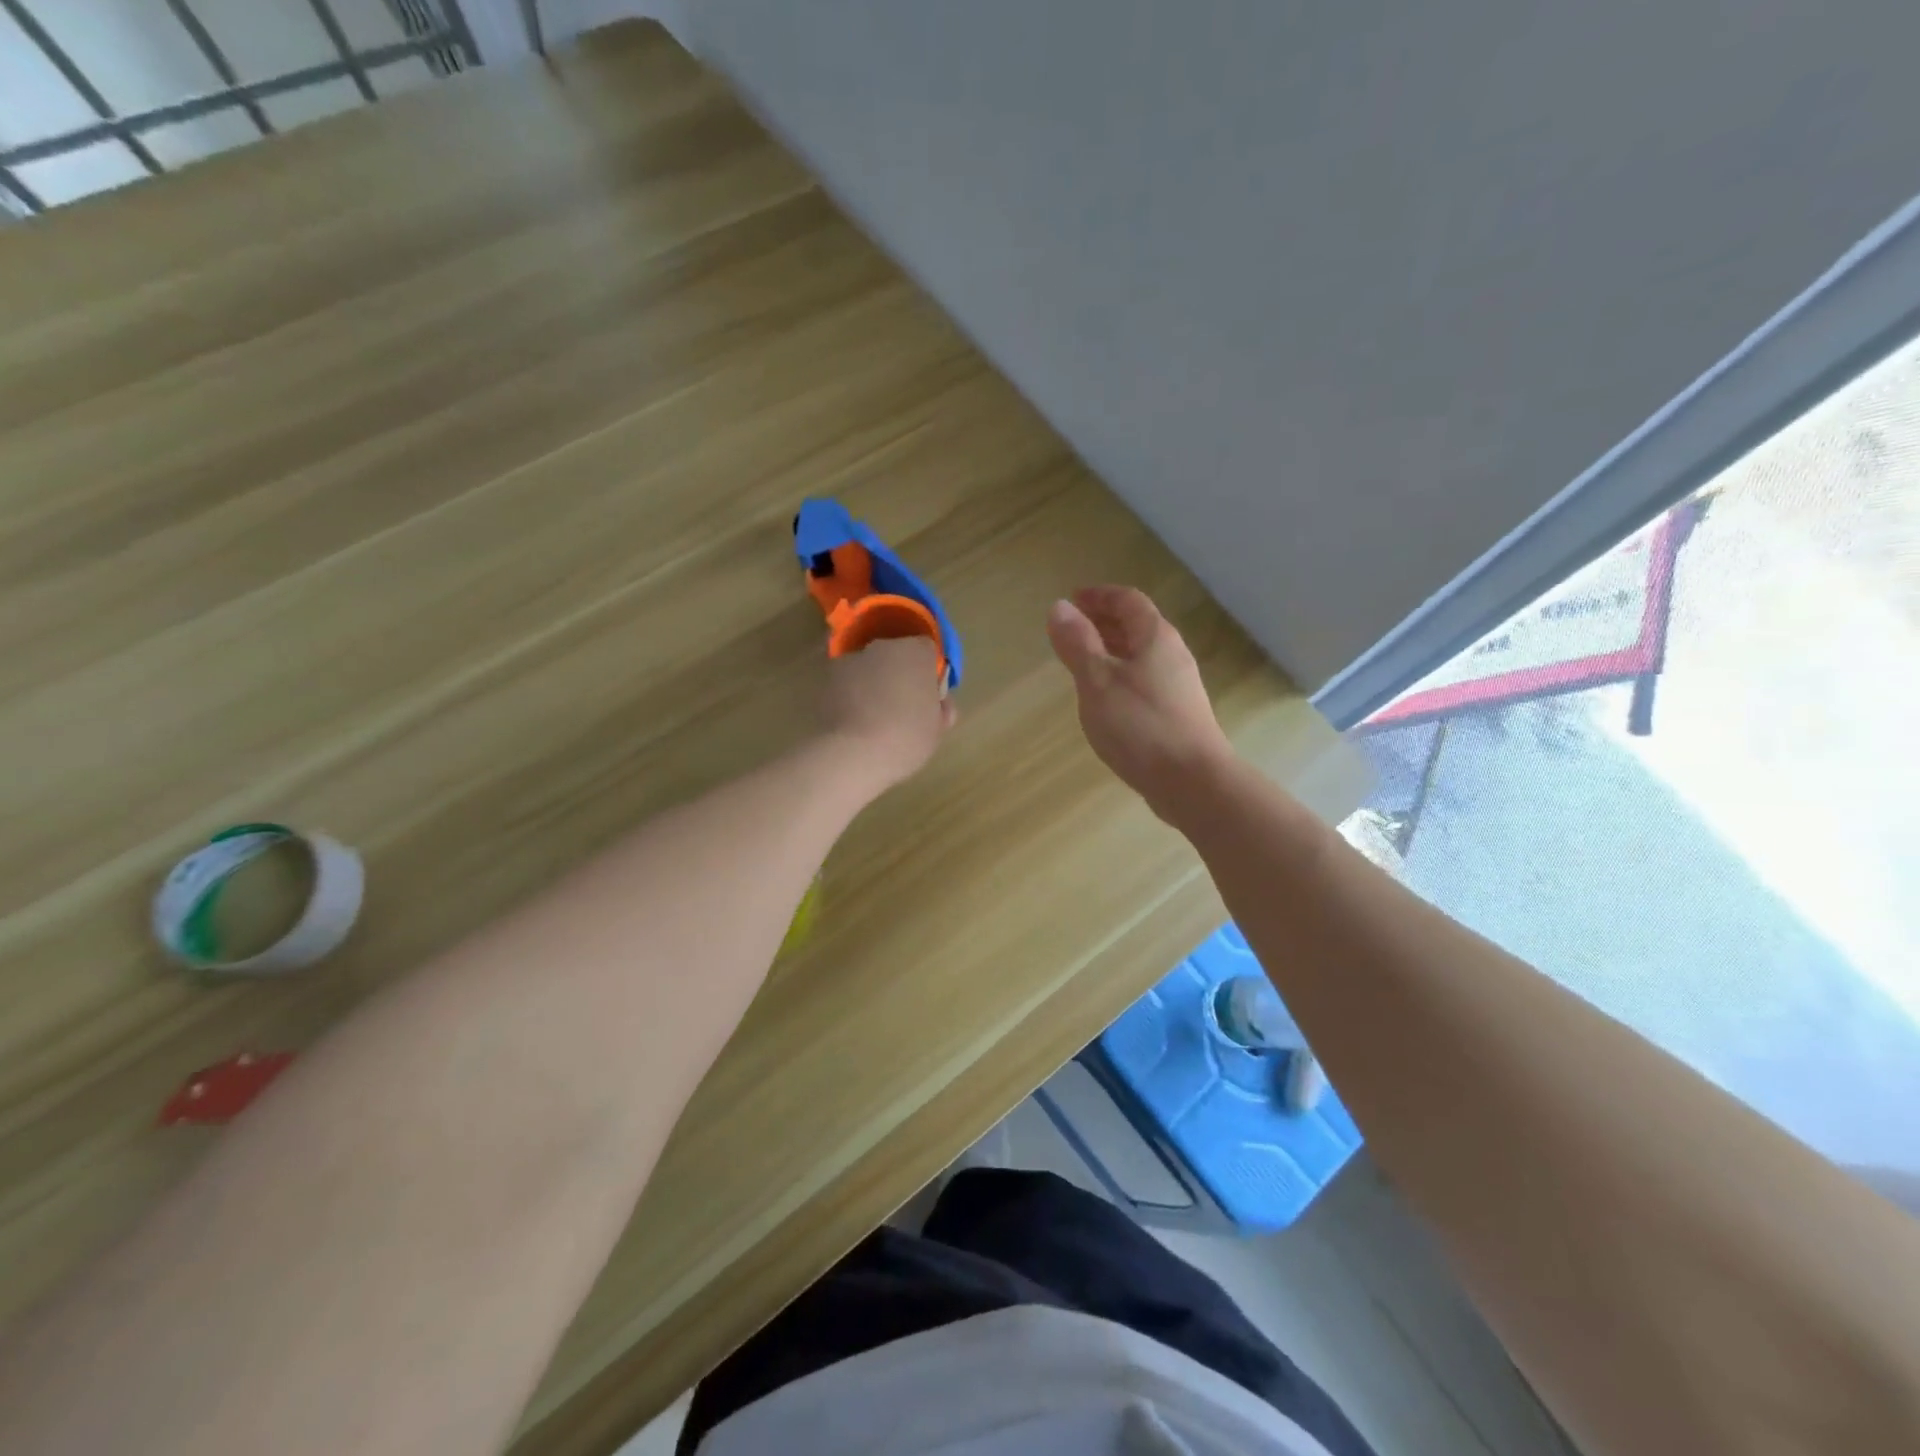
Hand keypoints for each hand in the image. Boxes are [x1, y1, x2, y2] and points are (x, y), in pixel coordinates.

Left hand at [821, 636, 956, 789]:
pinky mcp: (826, 679)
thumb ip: (940, 710)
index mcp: (916, 653)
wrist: (852, 755)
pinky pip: (846, 684)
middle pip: (895, 655)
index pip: (926, 649)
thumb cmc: (905, 739)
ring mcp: (851, 661)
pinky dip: (850, 695)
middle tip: (902, 707)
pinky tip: (853, 722)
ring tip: (873, 718)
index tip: (927, 694)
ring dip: (872, 683)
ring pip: (868, 668)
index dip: (928, 671)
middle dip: (898, 674)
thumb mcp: (937, 730)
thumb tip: (939, 705)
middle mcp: (882, 647)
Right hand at [1046, 586, 1233, 816]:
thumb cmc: (1140, 725)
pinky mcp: (1178, 715)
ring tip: (1082, 662)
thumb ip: (1077, 643)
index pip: (1128, 600)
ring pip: (1141, 656)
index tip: (1072, 599)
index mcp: (1156, 638)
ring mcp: (1178, 687)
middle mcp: (1172, 655)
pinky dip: (1121, 677)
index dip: (1099, 596)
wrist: (1193, 782)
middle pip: (1138, 626)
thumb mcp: (1097, 681)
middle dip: (1104, 622)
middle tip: (1072, 630)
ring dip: (1111, 651)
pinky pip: (1145, 680)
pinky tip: (1105, 699)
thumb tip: (1059, 607)